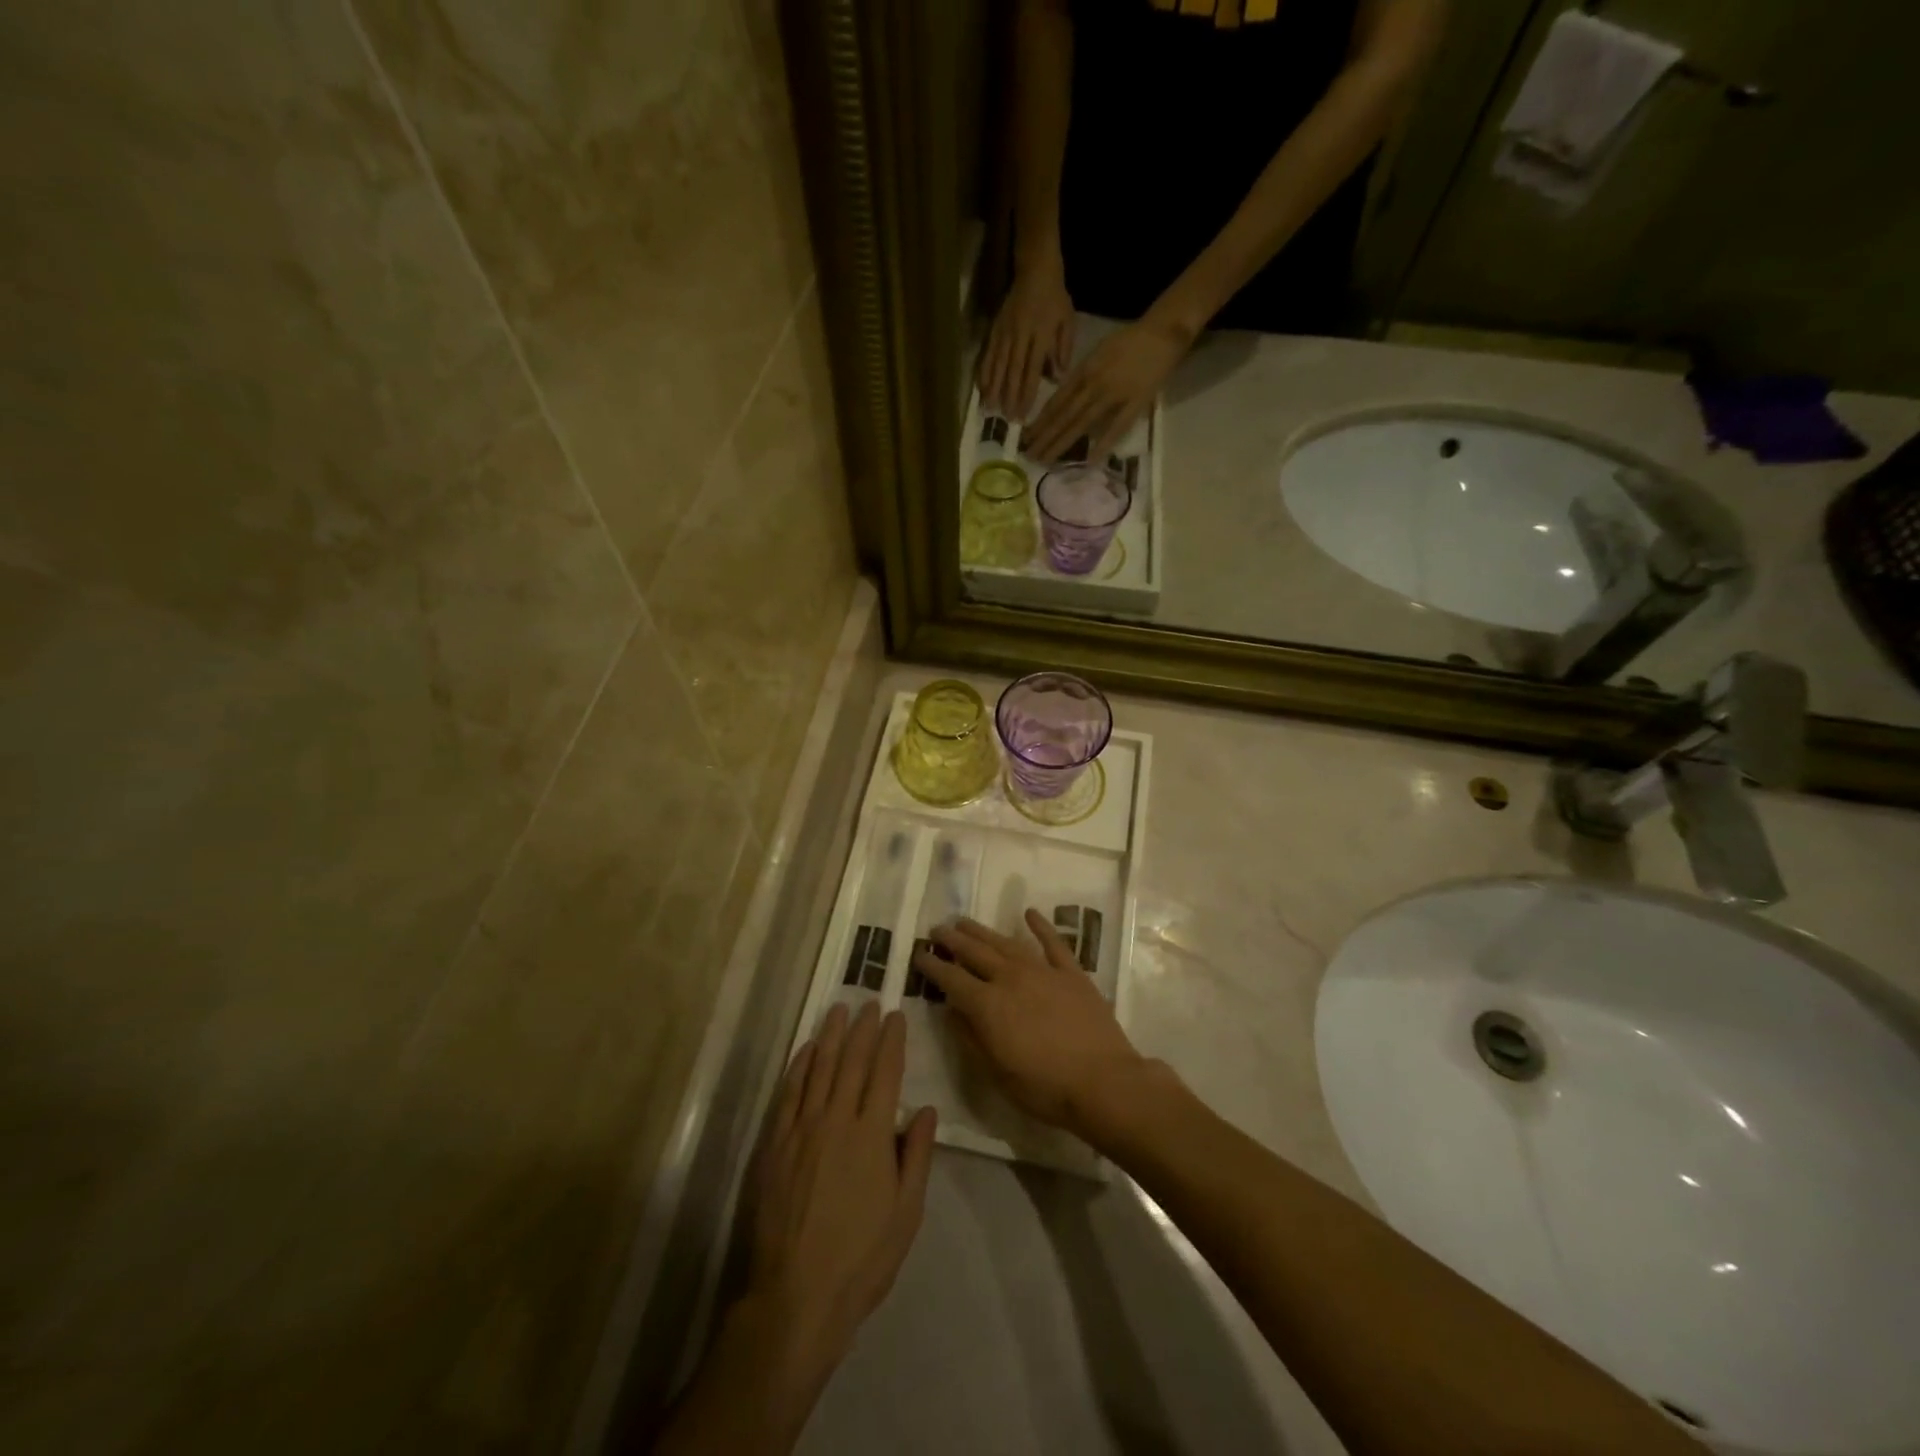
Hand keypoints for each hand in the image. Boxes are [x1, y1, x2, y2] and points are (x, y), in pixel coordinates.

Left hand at [749, 1003, 936, 1360]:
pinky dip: (798, 1067)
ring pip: (818, 1069)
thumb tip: (926, 1110)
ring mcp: (802, 1130)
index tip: (895, 1016)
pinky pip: (789, 1094)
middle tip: (869, 1003)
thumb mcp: (906, 1213)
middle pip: (851, 1062)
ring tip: (838, 1009)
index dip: (891, 1041)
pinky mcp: (776, 1145)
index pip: (885, 1073)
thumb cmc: (862, 1258)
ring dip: (830, 1036)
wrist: (797, 1295)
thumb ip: (916, 1157)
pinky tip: (805, 1050)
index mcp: (872, 1136)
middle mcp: (837, 1121)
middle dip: (863, 1029)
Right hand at [913, 912, 1148, 1136]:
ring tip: (965, 921)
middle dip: (953, 940)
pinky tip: (1029, 913)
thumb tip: (951, 1010)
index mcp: (988, 1005)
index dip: (933, 966)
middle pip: (975, 953)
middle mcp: (1011, 979)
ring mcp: (1043, 971)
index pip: (952, 979)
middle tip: (937, 929)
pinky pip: (1053, 943)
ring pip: (1006, 943)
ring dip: (983, 931)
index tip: (919, 954)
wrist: (1103, 1082)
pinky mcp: (1071, 973)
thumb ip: (970, 1037)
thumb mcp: (996, 1073)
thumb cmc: (1044, 1088)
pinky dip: (1040, 925)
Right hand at [978, 259, 1075, 421]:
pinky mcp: (995, 329)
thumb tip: (1058, 377)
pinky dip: (984, 372)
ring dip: (993, 389)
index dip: (1026, 394)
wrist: (1035, 269)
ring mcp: (1005, 333)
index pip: (1032, 371)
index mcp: (1040, 336)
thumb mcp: (1067, 321)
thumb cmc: (1055, 298)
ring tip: (989, 409)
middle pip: (1013, 372)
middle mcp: (1020, 336)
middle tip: (1005, 419)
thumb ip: (1063, 349)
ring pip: (998, 365)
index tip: (1022, 415)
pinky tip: (981, 388)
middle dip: (1009, 397)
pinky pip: (988, 354)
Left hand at [1022, 315, 1191, 464]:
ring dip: (1062, 443)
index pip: (1056, 401)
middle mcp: (1094, 384)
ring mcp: (1114, 395)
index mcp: (1084, 371)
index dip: (1041, 421)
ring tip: (1046, 460)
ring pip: (1082, 424)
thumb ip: (1080, 377)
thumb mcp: (1096, 353)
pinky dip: (1103, 444)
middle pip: (1064, 416)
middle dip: (1044, 437)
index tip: (1026, 437)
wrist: (1163, 332)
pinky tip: (1089, 460)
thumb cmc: (1128, 341)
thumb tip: (1062, 399)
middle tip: (1029, 455)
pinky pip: (1117, 428)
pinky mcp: (1135, 404)